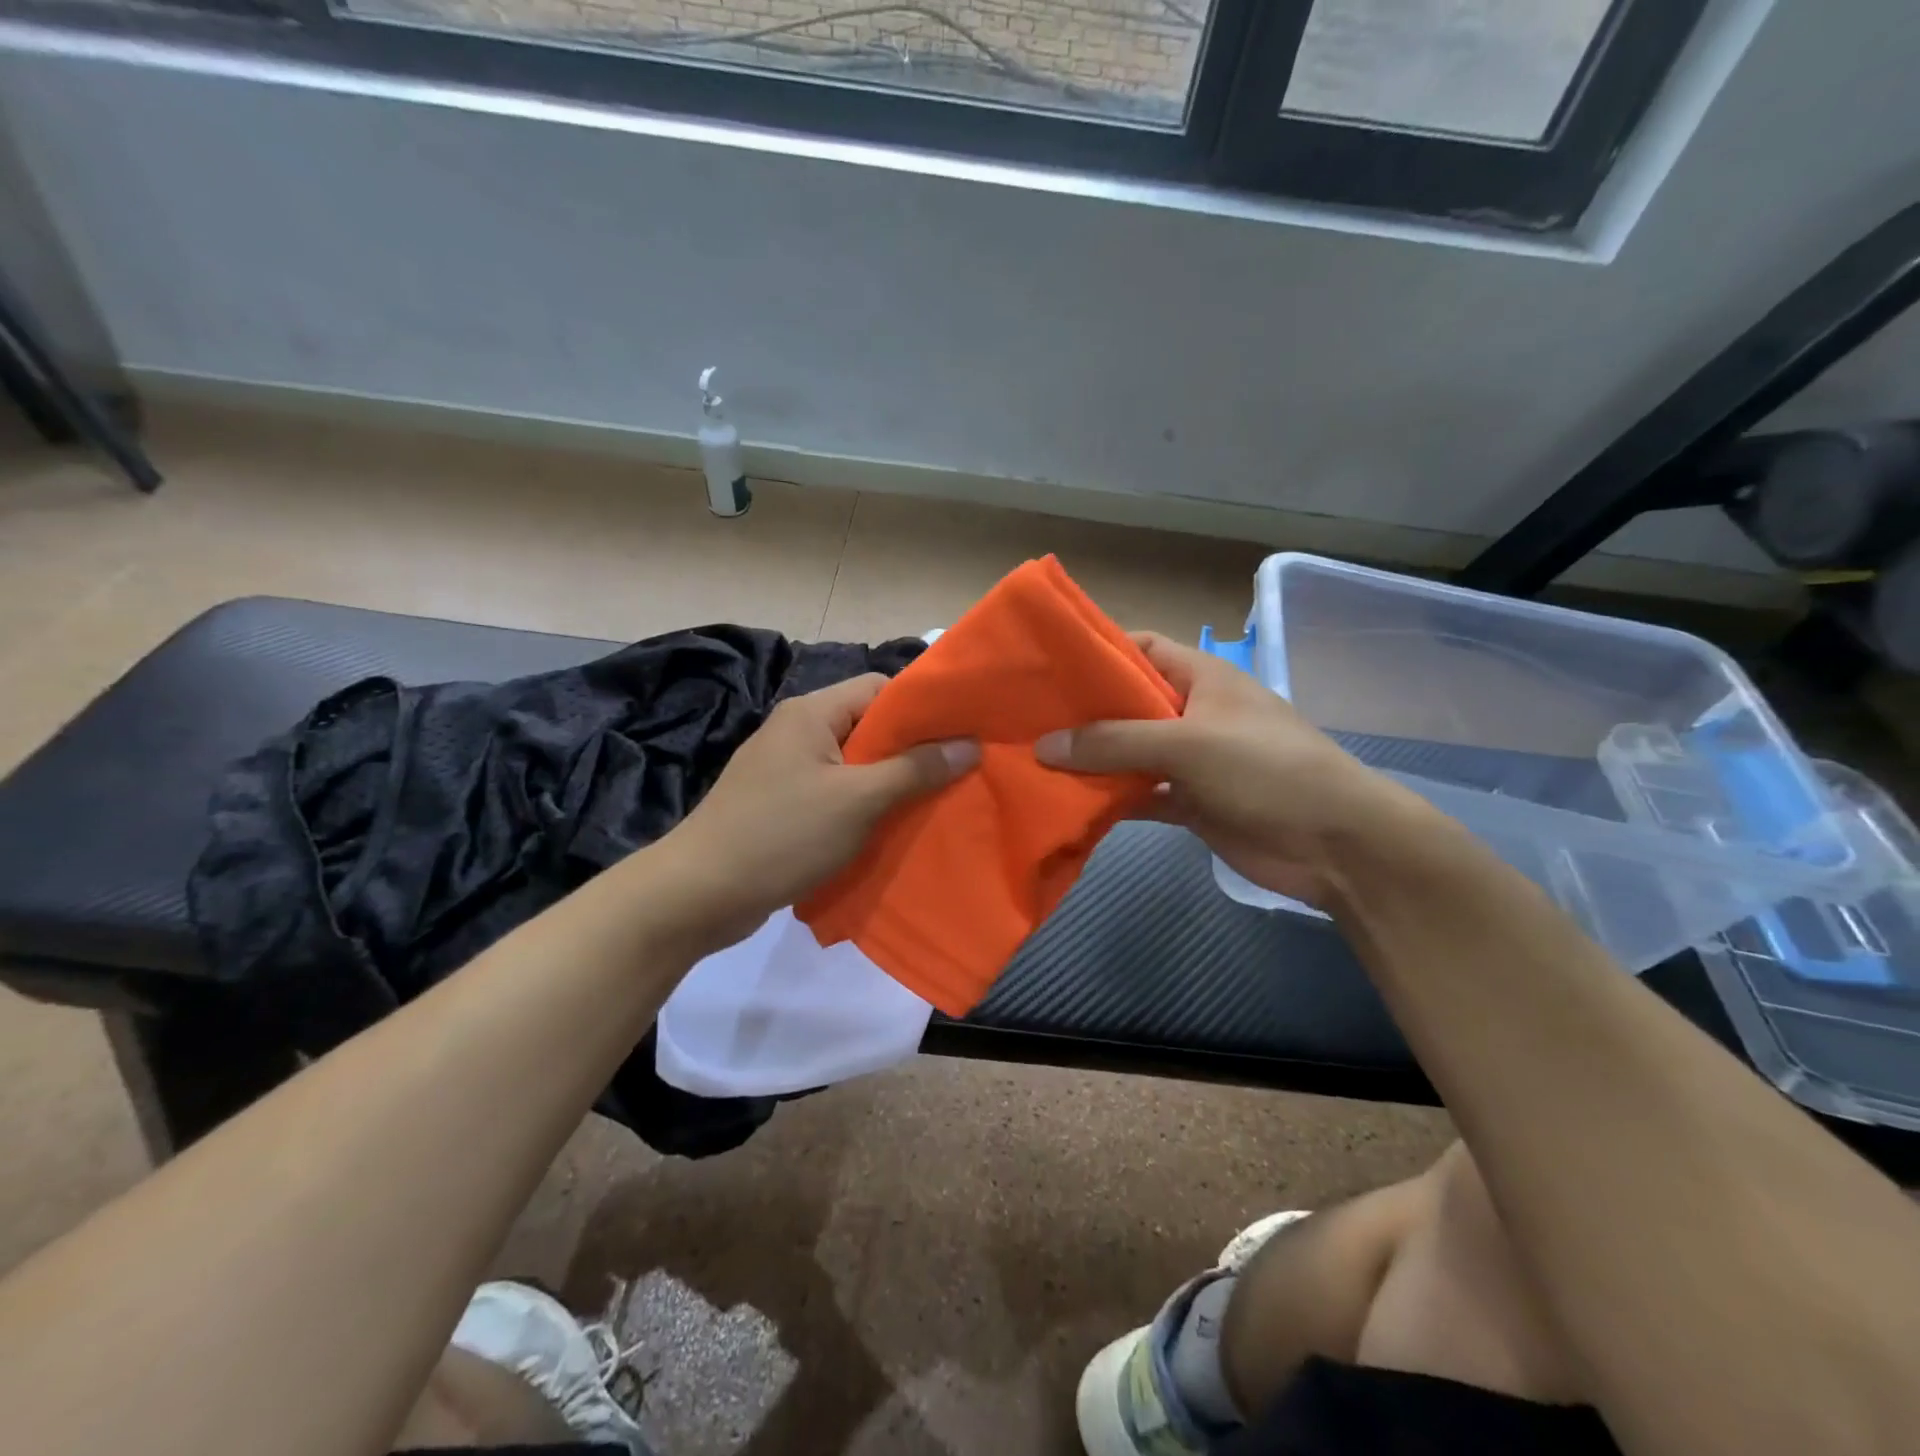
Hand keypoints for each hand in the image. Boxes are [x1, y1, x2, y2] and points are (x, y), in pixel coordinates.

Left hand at [648, 674, 977, 953]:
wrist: (700, 894)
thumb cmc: (783, 834)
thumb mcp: (859, 800)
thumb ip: (915, 769)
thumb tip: (969, 745)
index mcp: (811, 713)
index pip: (879, 689)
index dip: (921, 708)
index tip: (961, 734)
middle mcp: (796, 732)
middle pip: (868, 727)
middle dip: (911, 752)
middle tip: (956, 775)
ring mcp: (785, 770)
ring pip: (853, 765)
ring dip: (888, 784)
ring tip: (932, 805)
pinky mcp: (779, 805)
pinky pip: (834, 794)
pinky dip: (862, 807)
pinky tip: (888, 830)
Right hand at [1036, 632, 1426, 906]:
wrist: (1334, 845)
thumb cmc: (1266, 769)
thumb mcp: (1187, 744)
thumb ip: (1114, 743)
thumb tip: (1043, 746)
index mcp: (1202, 678)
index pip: (1141, 649)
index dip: (1097, 652)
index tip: (1047, 666)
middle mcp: (1193, 713)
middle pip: (1127, 704)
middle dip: (1082, 714)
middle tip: (1024, 721)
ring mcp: (1192, 760)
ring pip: (1129, 753)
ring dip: (1091, 761)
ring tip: (1033, 763)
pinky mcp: (1191, 802)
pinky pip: (1140, 794)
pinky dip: (1111, 799)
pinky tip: (1071, 805)